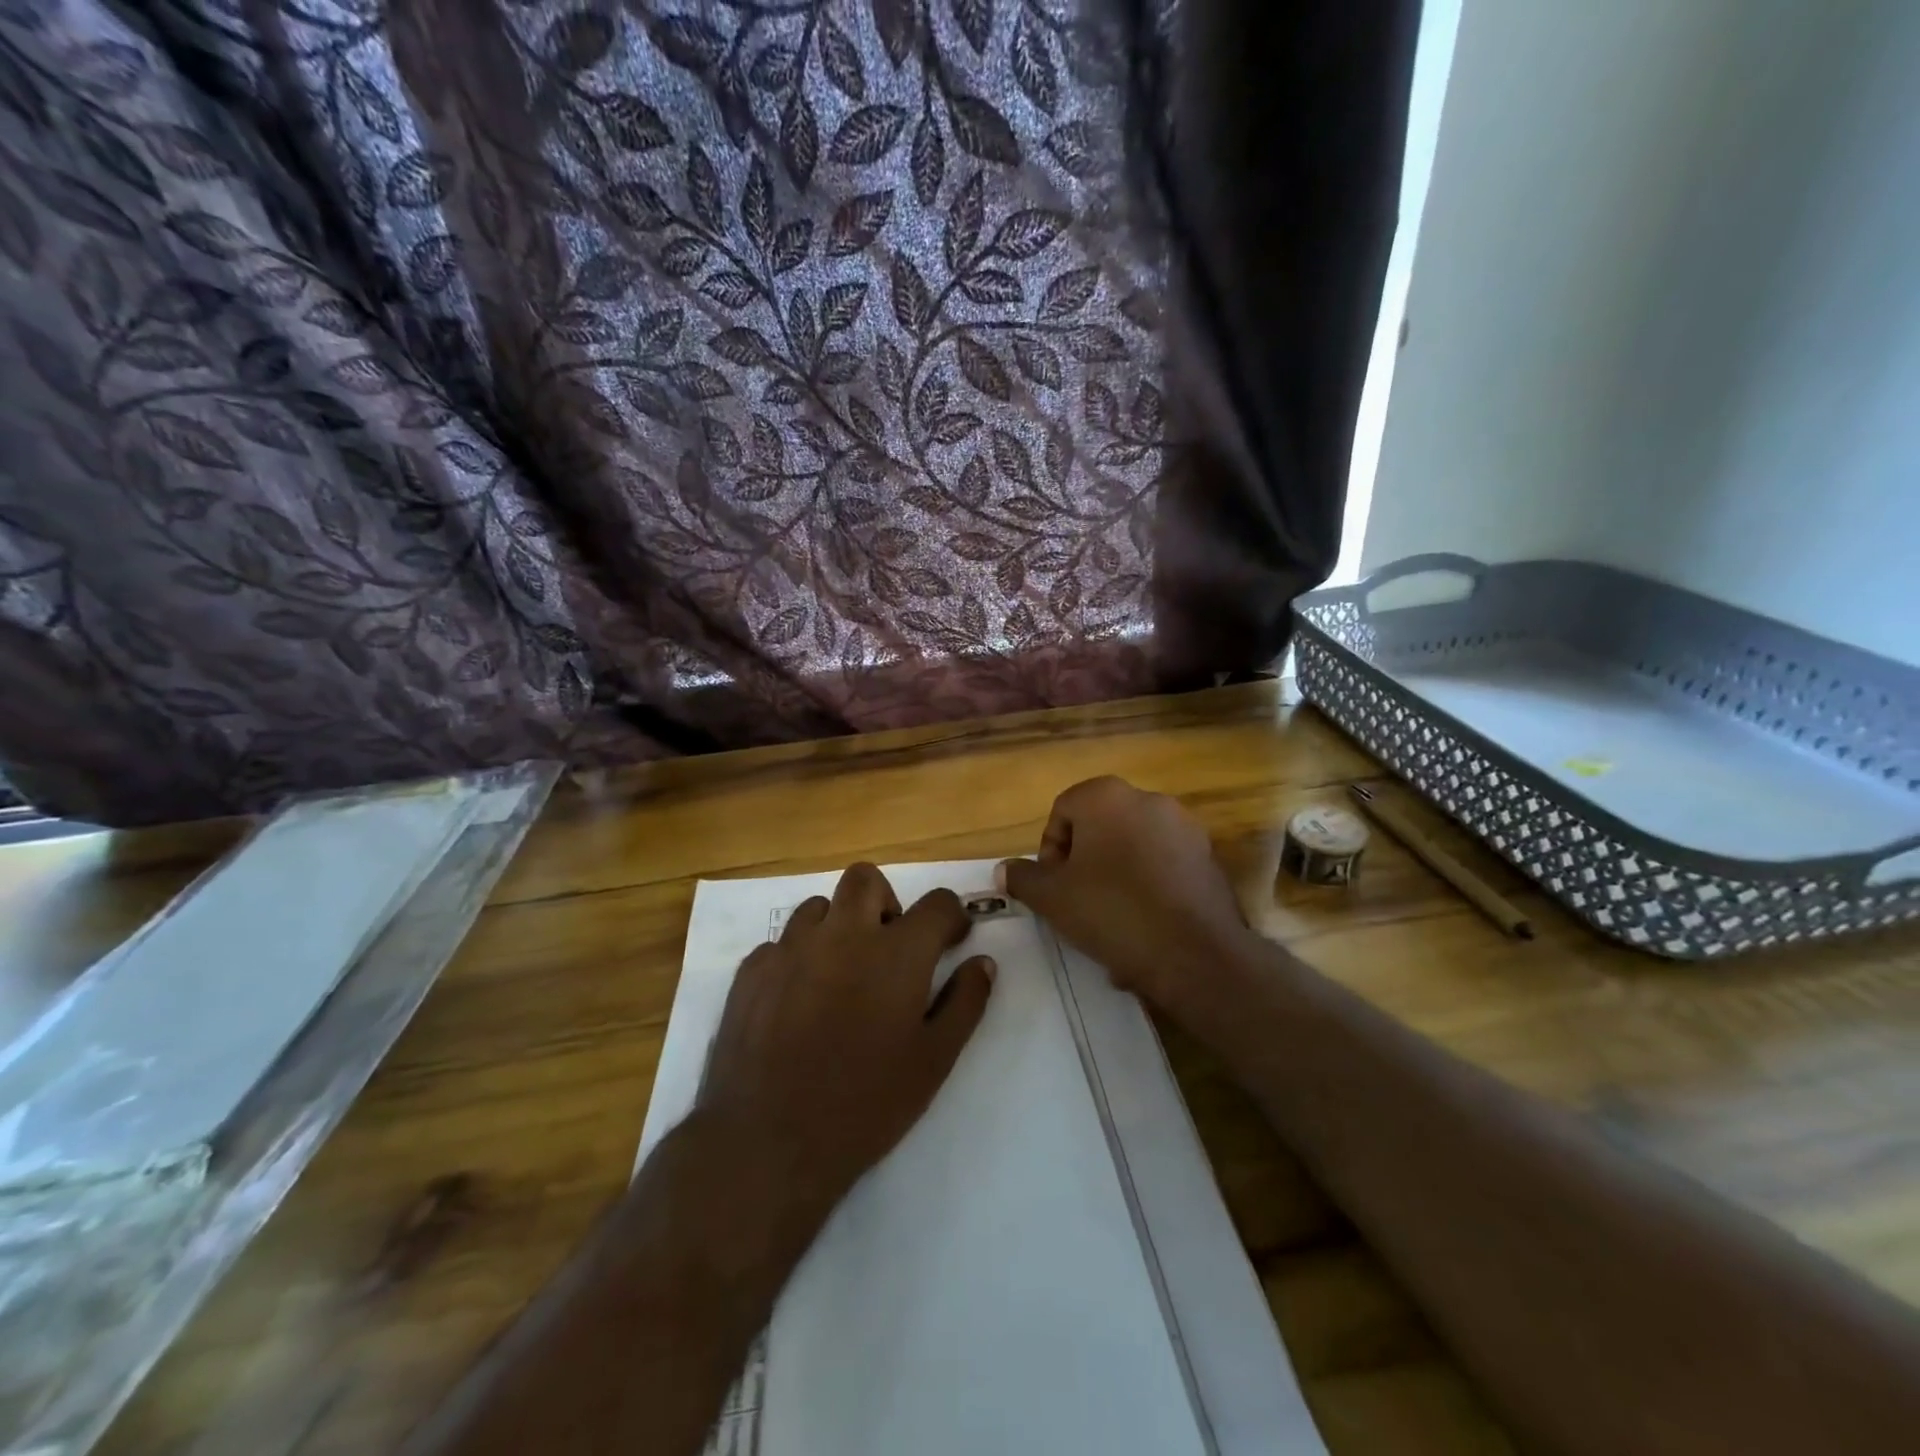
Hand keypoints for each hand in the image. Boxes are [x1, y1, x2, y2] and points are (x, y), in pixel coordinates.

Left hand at [698, 864, 995, 1212]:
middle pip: (866, 879)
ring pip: (819, 906)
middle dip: (886, 901)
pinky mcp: (751, 970)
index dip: (952, 916)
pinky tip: (798, 1001)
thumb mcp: (933, 1061)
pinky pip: (781, 942)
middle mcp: (843, 934)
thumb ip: (965, 1003)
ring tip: (841, 974)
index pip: (937, 903)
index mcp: (896, 953)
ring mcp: (791, 948)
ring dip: (838, 926)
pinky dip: (798, 958)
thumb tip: (983, 963)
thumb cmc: (864, 1105)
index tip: (952, 939)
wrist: (768, 1142)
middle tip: (890, 946)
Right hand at [998, 777, 1251, 1018]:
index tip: (1054, 888)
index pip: (1062, 812)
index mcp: (1107, 796)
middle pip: (1100, 828)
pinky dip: (1149, 889)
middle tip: (1078, 903)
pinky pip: (1164, 868)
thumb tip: (1004, 870)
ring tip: (1111, 923)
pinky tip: (1145, 929)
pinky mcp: (1209, 857)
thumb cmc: (1112, 912)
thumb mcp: (1052, 898)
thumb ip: (1024, 878)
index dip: (1050, 852)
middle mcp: (1149, 799)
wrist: (1195, 954)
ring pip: (1133, 850)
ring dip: (1116, 879)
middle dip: (1084, 864)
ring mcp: (1185, 827)